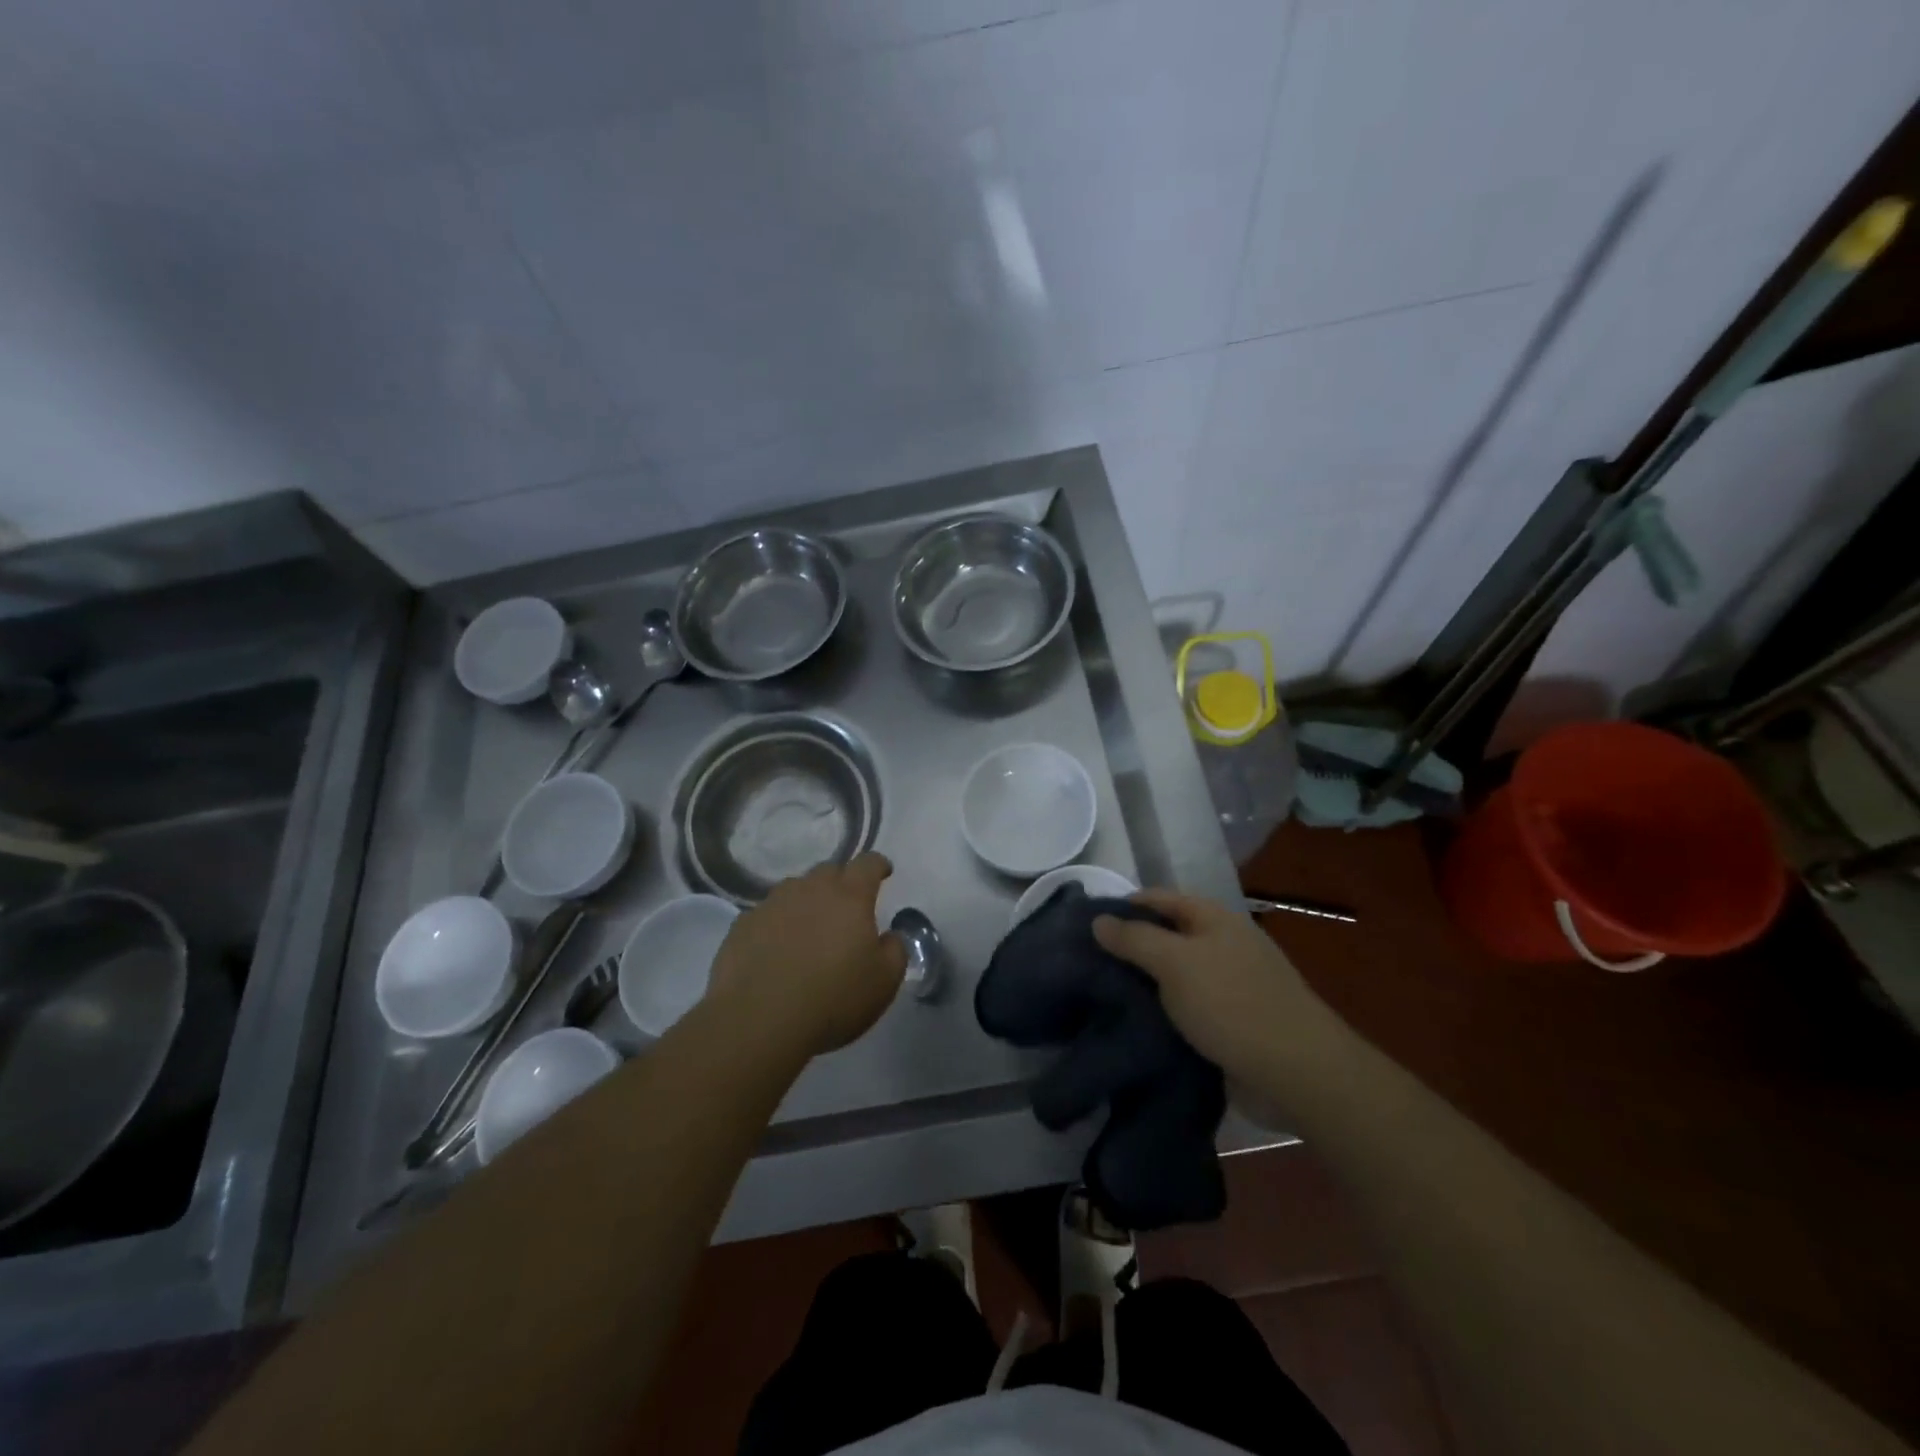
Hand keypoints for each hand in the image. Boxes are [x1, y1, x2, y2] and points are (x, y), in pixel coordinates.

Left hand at [706, 853, 907, 1060]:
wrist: (758, 1021)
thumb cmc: (832, 999)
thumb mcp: (884, 982)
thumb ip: (894, 951)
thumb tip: (889, 936)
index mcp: (849, 897)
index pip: (867, 864)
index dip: (878, 865)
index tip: (883, 872)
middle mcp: (810, 890)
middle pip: (829, 871)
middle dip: (842, 882)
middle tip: (847, 907)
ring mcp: (771, 905)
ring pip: (795, 890)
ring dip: (807, 901)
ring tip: (809, 928)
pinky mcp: (742, 925)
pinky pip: (767, 914)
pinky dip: (777, 924)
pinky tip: (776, 949)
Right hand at [1093, 889, 1324, 1092]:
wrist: (1297, 1073)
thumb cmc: (1232, 1004)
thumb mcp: (1175, 963)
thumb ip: (1134, 939)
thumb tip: (1098, 920)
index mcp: (1214, 919)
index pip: (1158, 899)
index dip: (1122, 907)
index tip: (1084, 926)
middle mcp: (1222, 945)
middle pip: (1166, 937)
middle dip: (1130, 948)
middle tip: (1085, 965)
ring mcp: (1229, 986)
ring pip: (1174, 977)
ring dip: (1144, 986)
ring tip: (1100, 996)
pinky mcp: (1230, 1024)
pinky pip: (1186, 1010)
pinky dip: (1162, 1015)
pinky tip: (1134, 1025)